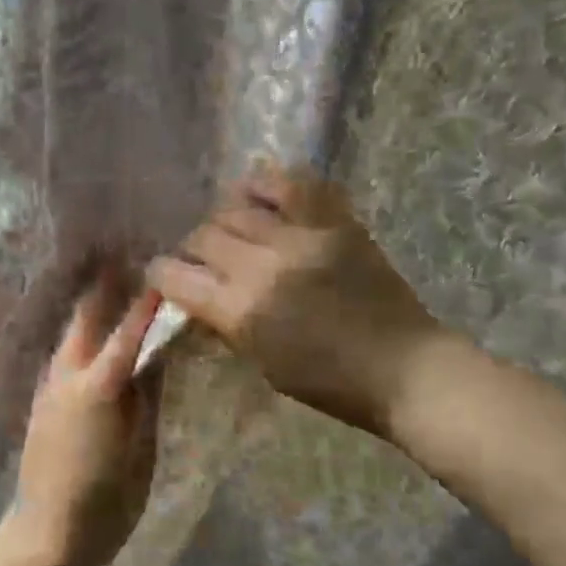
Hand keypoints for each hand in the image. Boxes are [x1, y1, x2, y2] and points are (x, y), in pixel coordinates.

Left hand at [5, 275, 163, 565]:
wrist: (47, 536)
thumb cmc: (107, 501)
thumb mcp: (141, 449)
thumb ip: (148, 397)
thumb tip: (159, 356)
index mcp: (99, 386)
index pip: (129, 331)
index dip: (147, 301)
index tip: (163, 271)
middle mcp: (68, 375)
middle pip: (87, 317)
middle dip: (105, 285)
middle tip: (126, 255)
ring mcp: (50, 387)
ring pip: (72, 333)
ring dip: (91, 305)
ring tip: (113, 281)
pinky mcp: (42, 401)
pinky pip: (65, 354)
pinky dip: (82, 334)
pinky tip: (96, 331)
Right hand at [148, 164, 444, 439]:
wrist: (404, 368)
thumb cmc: (330, 383)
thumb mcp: (263, 363)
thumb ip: (226, 324)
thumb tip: (198, 297)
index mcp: (242, 310)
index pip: (177, 276)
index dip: (161, 274)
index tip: (163, 276)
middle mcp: (264, 265)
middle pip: (204, 235)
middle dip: (192, 248)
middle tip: (202, 259)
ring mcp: (302, 236)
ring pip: (238, 206)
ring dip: (223, 217)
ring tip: (230, 228)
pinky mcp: (335, 221)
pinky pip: (292, 183)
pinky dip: (267, 183)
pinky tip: (256, 193)